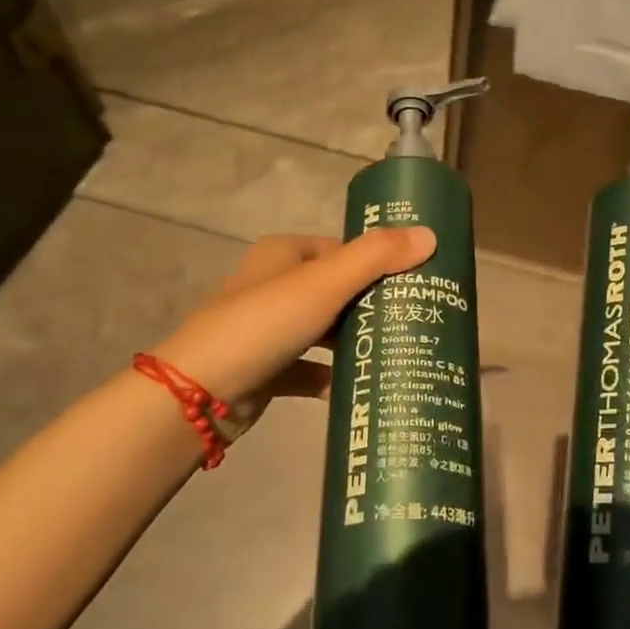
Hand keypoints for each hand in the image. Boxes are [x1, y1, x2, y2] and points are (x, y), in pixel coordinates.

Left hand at [153, 228, 434, 437]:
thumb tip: (430, 235)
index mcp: (284, 254)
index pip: (342, 249)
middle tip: (415, 319)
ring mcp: (269, 329)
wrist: (199, 393)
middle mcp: (274, 286)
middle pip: (337, 290)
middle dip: (372, 304)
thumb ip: (376, 258)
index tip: (417, 281)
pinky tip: (362, 386)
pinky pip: (310, 369)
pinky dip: (332, 376)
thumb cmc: (264, 323)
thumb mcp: (324, 284)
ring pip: (325, 330)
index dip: (378, 261)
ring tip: (398, 350)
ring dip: (355, 340)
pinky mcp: (267, 369)